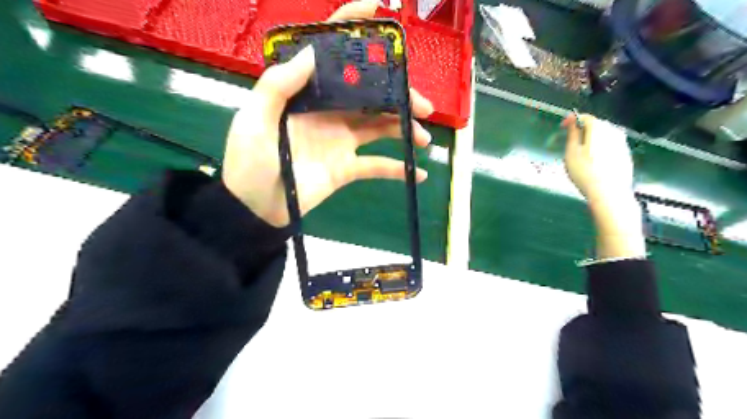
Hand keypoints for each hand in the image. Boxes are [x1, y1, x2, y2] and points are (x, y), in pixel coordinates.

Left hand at [220, 1, 432, 226]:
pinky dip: (397, 169)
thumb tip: (312, 51)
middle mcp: (329, 112)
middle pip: (369, 94)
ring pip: (380, 127)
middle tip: (422, 105)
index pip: (330, 56)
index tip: (378, 10)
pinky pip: (376, 166)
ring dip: (404, 129)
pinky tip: (418, 172)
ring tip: (423, 138)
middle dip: (398, 95)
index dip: (351, 29)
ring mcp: (341, 141)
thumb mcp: (254, 119)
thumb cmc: (249, 162)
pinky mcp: (347, 168)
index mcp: (306, 95)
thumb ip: (278, 86)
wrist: (257, 208)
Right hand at [561, 113, 647, 259]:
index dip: (572, 120)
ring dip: (592, 138)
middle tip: (569, 140)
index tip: (561, 127)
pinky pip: (610, 145)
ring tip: (581, 151)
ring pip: (605, 135)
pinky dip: (601, 147)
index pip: (585, 117)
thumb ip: (572, 134)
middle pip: (596, 125)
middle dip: (583, 129)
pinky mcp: (625, 155)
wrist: (609, 193)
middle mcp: (613, 132)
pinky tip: (594, 160)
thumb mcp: (571, 153)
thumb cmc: (585, 172)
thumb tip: (572, 120)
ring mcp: (622, 144)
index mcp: (599, 129)